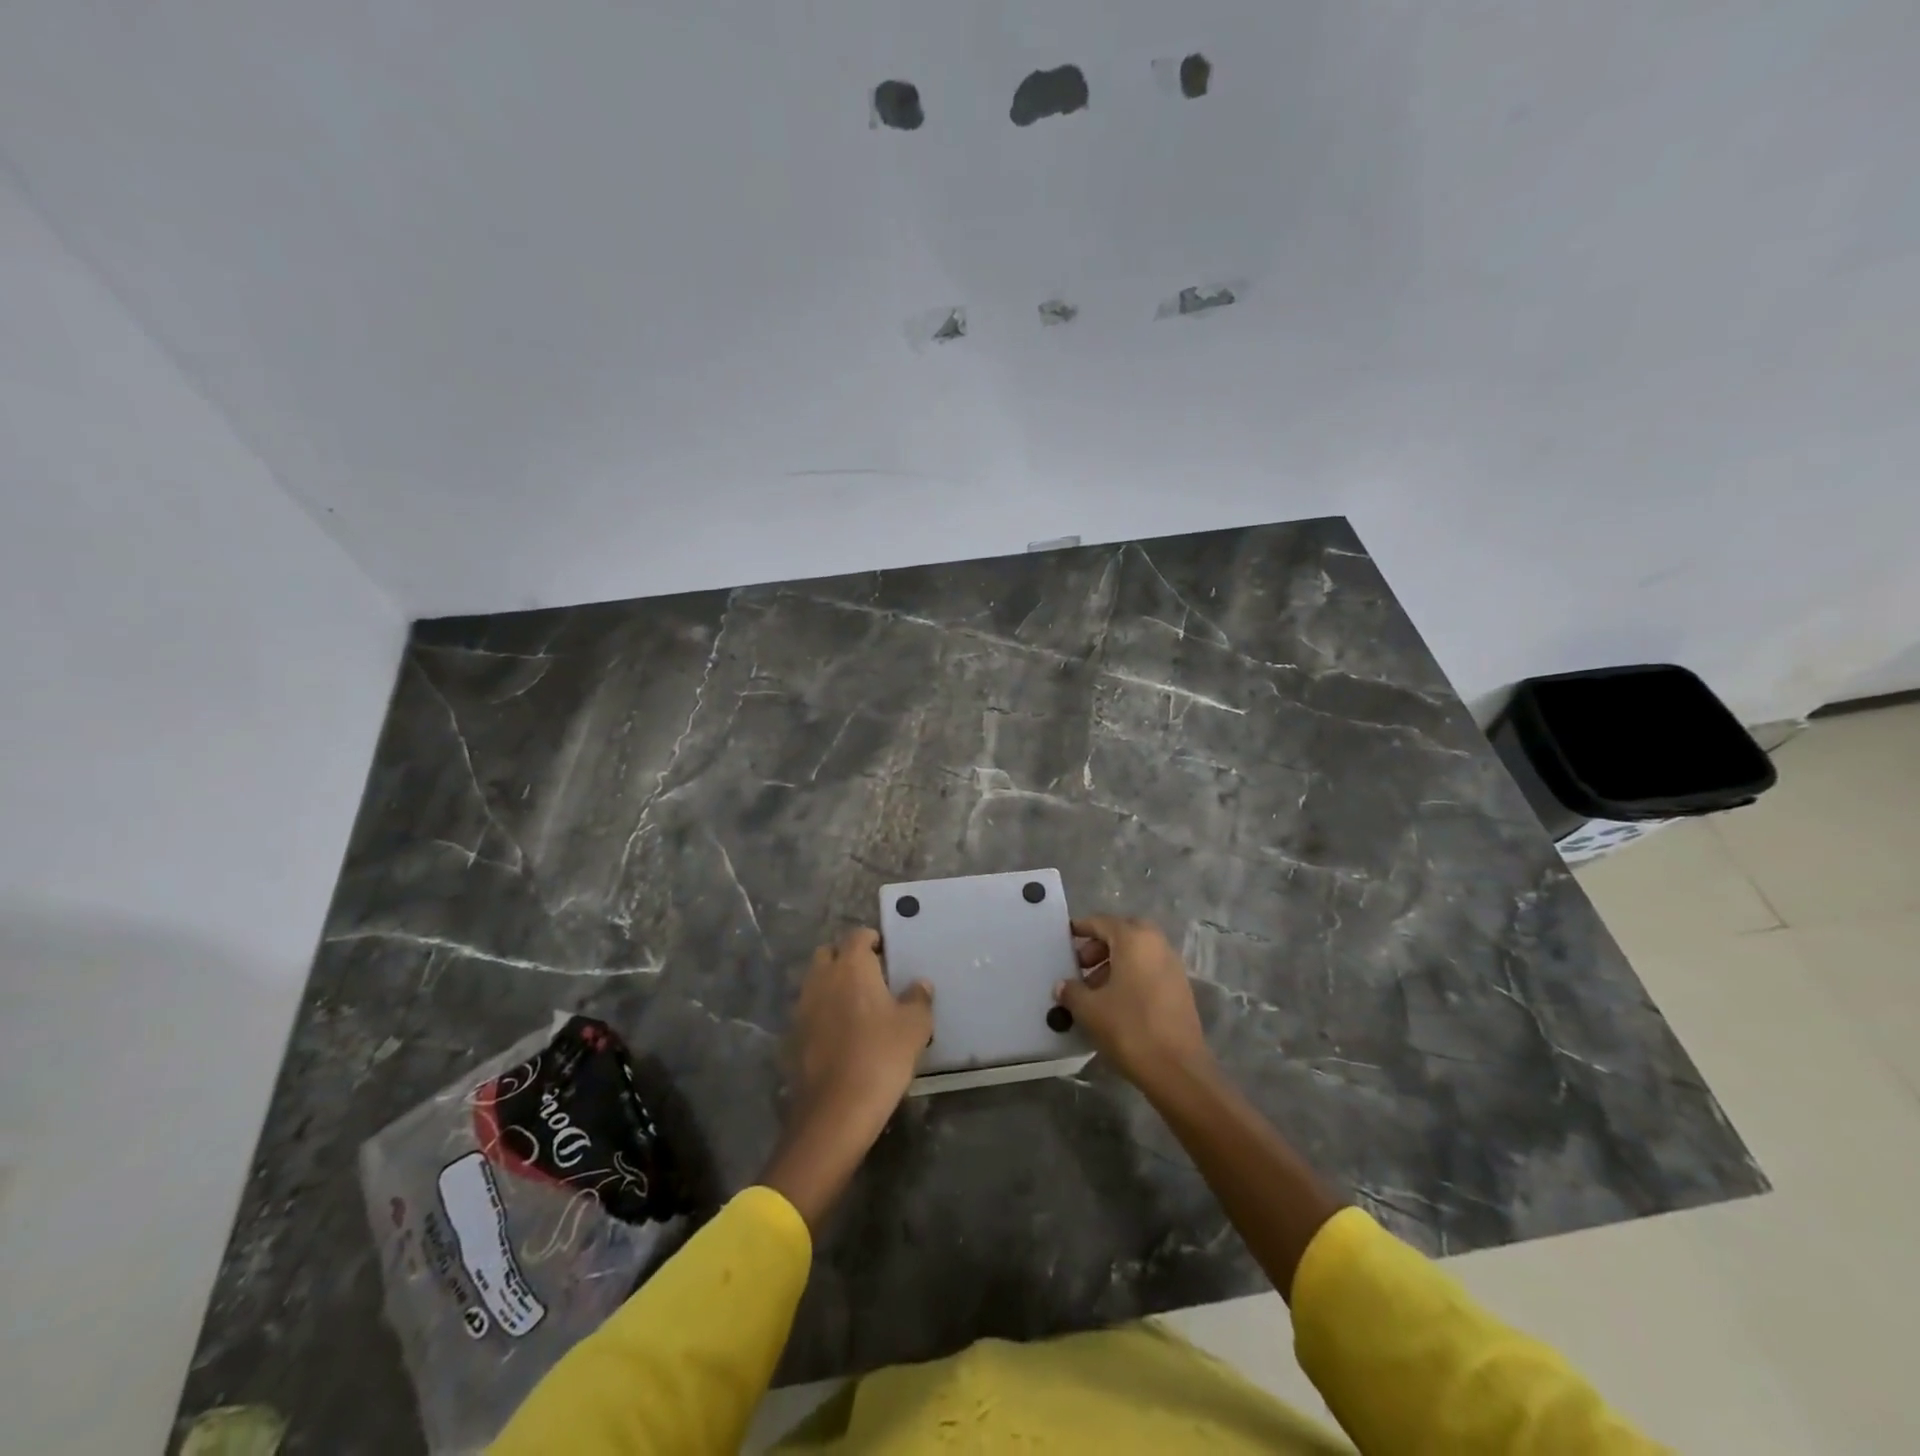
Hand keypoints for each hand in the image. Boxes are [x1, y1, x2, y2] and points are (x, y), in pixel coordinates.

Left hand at [787, 928, 932, 1133]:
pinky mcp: (793, 1036)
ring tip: (856, 1006)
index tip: (886, 952)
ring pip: (815, 982)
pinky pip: (809, 1012)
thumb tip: (920, 984)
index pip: (857, 936)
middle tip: (869, 976)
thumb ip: (918, 998)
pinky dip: (822, 1014)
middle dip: (845, 958)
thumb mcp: (915, 1026)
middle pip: (828, 954)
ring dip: (831, 986)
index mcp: (851, 966)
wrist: (836, 1109)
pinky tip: (840, 1034)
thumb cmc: (881, 1055)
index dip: (872, 940)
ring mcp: (802, 1007)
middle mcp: (822, 978)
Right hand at [1056, 915, 1210, 1091]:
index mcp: (1134, 940)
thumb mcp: (1090, 1010)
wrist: (1177, 1070)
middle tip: (1082, 964)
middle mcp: (1157, 945)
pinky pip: (1150, 969)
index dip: (1082, 927)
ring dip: (1116, 961)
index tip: (1066, 936)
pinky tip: (1116, 1002)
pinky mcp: (1181, 989)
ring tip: (1094, 988)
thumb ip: (1072, 991)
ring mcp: (1173, 966)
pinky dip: (1132, 975)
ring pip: (1139, 952)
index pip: (1103, 922)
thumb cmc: (1129, 1029)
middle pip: (1124, 933)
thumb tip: (1062, 986)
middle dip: (1101, 944)